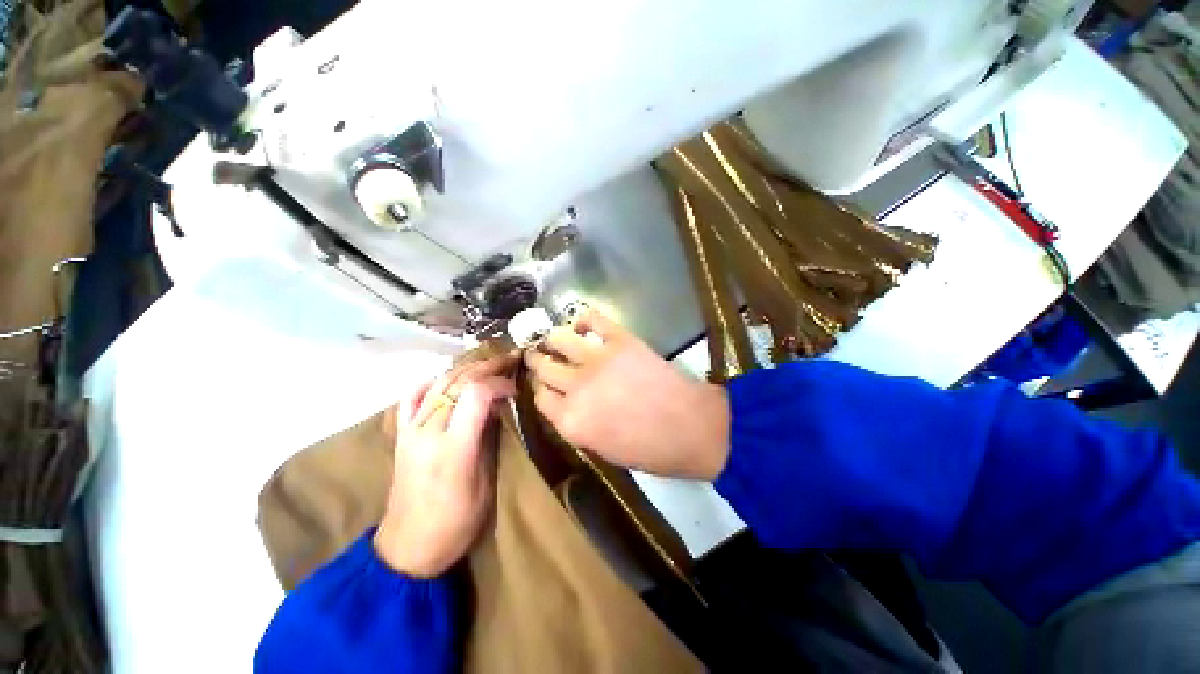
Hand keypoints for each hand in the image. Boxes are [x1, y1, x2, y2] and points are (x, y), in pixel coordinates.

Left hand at [374, 356, 516, 576]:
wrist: (407, 548)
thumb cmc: (455, 524)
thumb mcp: (486, 485)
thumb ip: (489, 440)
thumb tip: (497, 407)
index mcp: (453, 448)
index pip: (476, 394)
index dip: (499, 383)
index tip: (515, 388)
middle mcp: (428, 432)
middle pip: (457, 381)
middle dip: (487, 366)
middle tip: (509, 361)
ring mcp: (411, 430)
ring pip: (438, 383)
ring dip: (466, 368)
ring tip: (488, 363)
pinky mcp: (402, 434)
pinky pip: (412, 396)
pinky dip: (432, 381)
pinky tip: (447, 378)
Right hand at [524, 309, 729, 480]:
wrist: (690, 427)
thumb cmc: (649, 450)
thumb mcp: (602, 450)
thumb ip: (577, 424)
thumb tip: (567, 404)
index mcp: (569, 421)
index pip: (539, 397)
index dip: (540, 389)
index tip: (544, 383)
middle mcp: (575, 388)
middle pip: (543, 366)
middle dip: (536, 360)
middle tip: (538, 355)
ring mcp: (596, 360)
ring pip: (558, 339)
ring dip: (552, 339)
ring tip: (555, 339)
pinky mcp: (619, 341)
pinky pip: (592, 319)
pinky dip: (583, 319)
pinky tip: (581, 326)